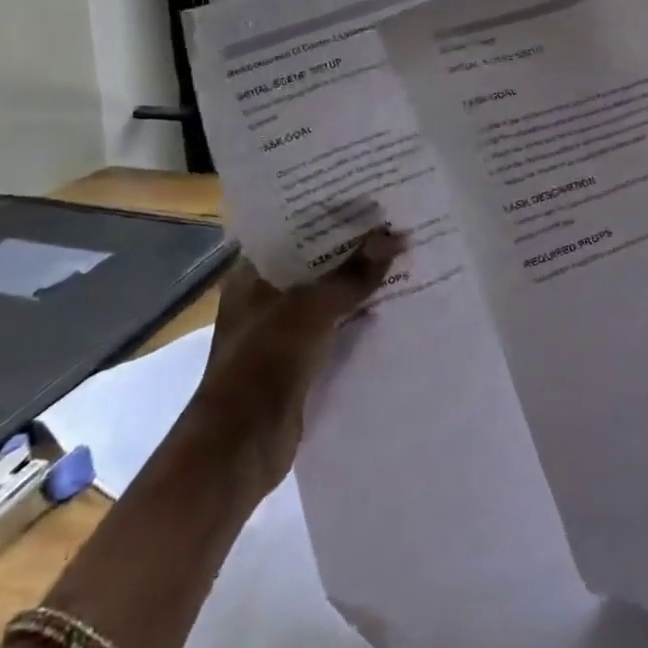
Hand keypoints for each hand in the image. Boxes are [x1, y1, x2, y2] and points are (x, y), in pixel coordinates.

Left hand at [190, 227, 405, 482]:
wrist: (240, 448)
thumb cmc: (264, 364)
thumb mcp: (311, 310)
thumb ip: (353, 275)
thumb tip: (394, 237)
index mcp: (252, 277)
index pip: (293, 232)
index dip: (329, 217)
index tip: (369, 199)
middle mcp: (265, 299)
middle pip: (316, 265)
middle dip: (354, 251)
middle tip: (398, 224)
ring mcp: (283, 332)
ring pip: (329, 298)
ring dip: (361, 286)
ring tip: (407, 257)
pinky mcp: (302, 362)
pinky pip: (338, 330)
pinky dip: (362, 320)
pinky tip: (398, 306)